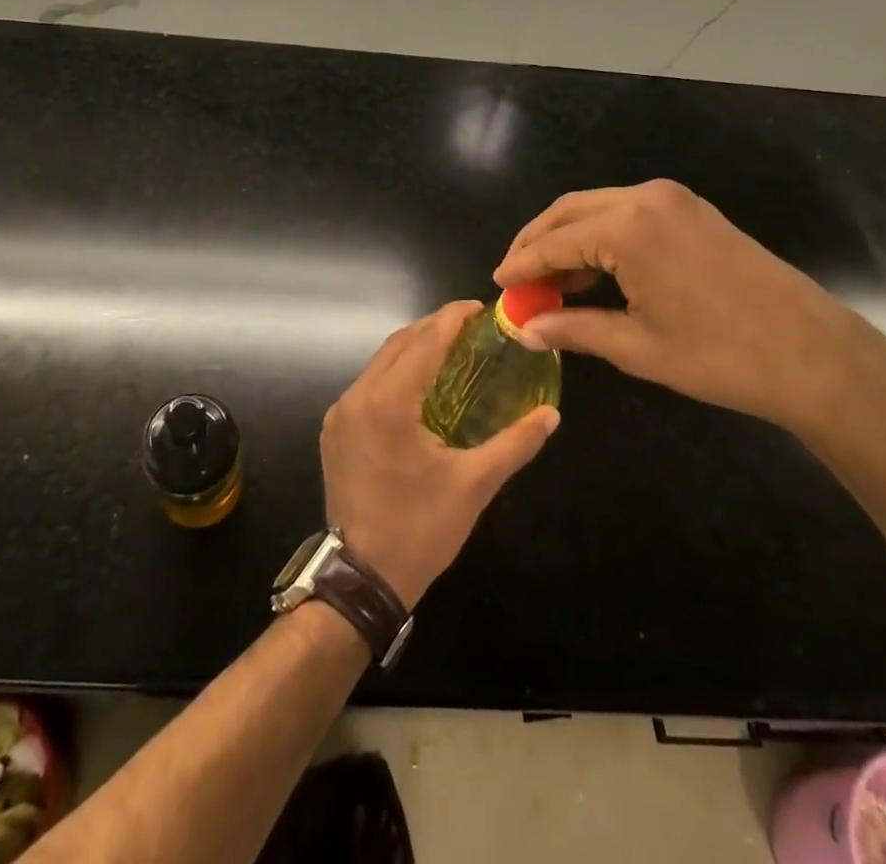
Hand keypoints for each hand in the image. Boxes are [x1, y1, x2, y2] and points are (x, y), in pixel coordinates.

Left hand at [321, 301, 558, 609]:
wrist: (361, 578)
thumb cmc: (420, 529)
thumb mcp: (474, 485)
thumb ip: (515, 444)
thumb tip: (551, 415)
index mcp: (388, 403)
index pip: (424, 342)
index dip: (452, 318)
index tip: (478, 307)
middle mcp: (357, 397)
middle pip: (399, 344)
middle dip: (433, 328)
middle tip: (470, 327)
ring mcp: (340, 414)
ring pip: (379, 363)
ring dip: (413, 348)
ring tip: (450, 348)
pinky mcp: (334, 430)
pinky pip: (367, 384)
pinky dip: (395, 373)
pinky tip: (420, 384)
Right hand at [493, 180, 885, 431]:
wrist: (814, 355)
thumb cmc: (720, 355)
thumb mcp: (636, 346)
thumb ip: (573, 328)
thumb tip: (525, 329)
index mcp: (627, 228)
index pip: (554, 242)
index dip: (521, 265)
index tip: (497, 285)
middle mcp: (645, 198)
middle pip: (569, 212)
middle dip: (537, 243)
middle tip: (516, 279)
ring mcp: (673, 200)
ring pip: (596, 208)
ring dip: (567, 239)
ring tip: (549, 282)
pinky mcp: (692, 210)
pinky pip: (627, 212)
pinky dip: (600, 236)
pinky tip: (593, 272)